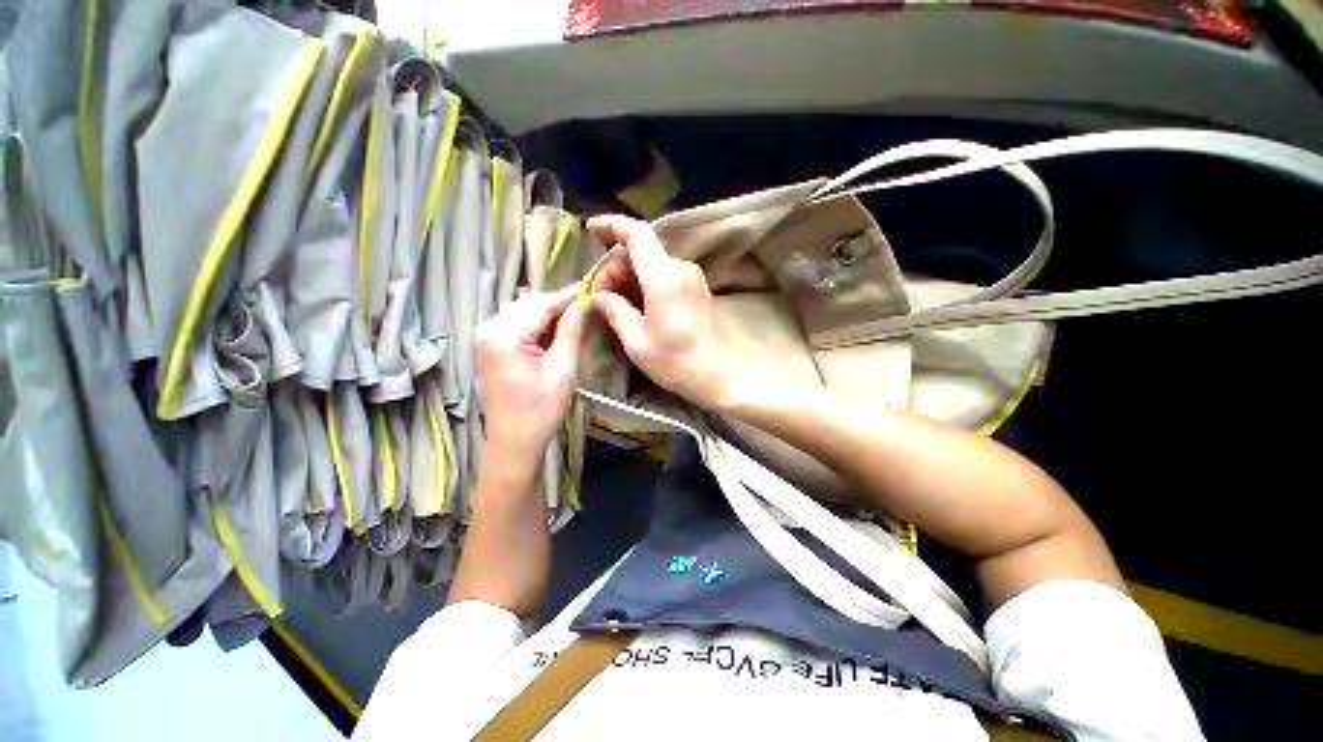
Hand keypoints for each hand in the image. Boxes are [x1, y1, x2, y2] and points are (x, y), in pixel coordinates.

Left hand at [475, 286, 589, 476]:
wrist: (514, 443)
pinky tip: (557, 332)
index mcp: (504, 334)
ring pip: (525, 312)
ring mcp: (487, 337)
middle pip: (531, 304)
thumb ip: (572, 330)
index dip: (569, 294)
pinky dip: (539, 325)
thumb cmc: (540, 410)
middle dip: (560, 304)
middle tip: (589, 306)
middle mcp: (489, 328)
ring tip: (578, 319)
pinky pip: (519, 325)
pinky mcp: (491, 347)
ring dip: (550, 314)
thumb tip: (585, 302)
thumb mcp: (562, 369)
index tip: (594, 286)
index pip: (542, 303)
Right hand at [586, 214, 744, 410]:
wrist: (721, 376)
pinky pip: (664, 276)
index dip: (611, 226)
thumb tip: (598, 296)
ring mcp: (692, 278)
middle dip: (615, 268)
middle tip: (599, 297)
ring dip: (629, 278)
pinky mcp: (697, 290)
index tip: (590, 229)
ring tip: (615, 306)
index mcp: (664, 276)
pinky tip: (636, 307)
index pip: (637, 234)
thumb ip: (614, 311)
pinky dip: (645, 285)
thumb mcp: (637, 341)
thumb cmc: (677, 361)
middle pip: (641, 251)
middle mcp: (681, 268)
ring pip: (652, 265)